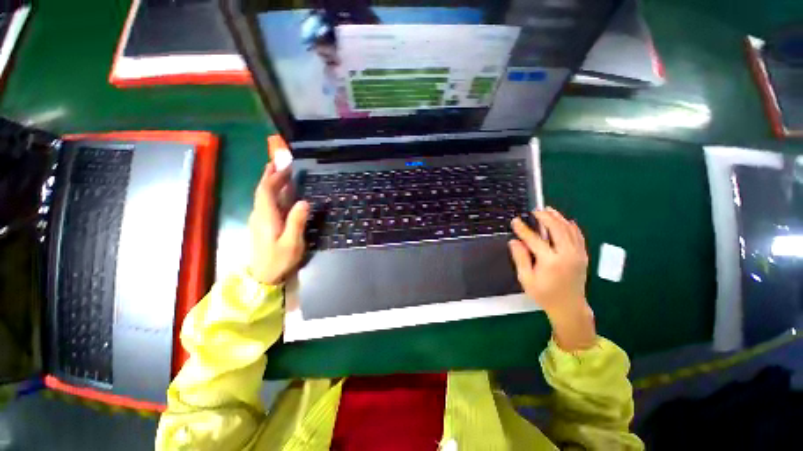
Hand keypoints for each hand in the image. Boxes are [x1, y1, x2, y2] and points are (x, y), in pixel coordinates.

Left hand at [247, 162, 308, 284]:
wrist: (262, 276)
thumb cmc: (279, 260)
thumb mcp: (292, 243)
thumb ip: (297, 222)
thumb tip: (304, 201)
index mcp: (266, 217)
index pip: (265, 191)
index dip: (273, 177)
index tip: (283, 166)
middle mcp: (259, 215)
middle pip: (262, 191)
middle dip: (271, 176)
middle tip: (282, 163)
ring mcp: (259, 219)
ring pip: (263, 196)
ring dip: (271, 183)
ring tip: (281, 173)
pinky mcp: (261, 224)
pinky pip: (266, 203)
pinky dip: (272, 193)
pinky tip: (280, 193)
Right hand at [509, 207, 596, 351]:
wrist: (569, 307)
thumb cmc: (545, 295)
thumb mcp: (527, 280)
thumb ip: (521, 259)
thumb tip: (515, 241)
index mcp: (551, 262)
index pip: (535, 240)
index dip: (523, 229)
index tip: (515, 221)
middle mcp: (567, 255)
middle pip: (556, 229)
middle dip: (545, 217)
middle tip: (535, 210)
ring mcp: (577, 254)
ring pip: (569, 230)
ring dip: (558, 218)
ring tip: (548, 210)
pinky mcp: (583, 256)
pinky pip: (578, 236)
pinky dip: (572, 226)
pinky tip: (565, 221)